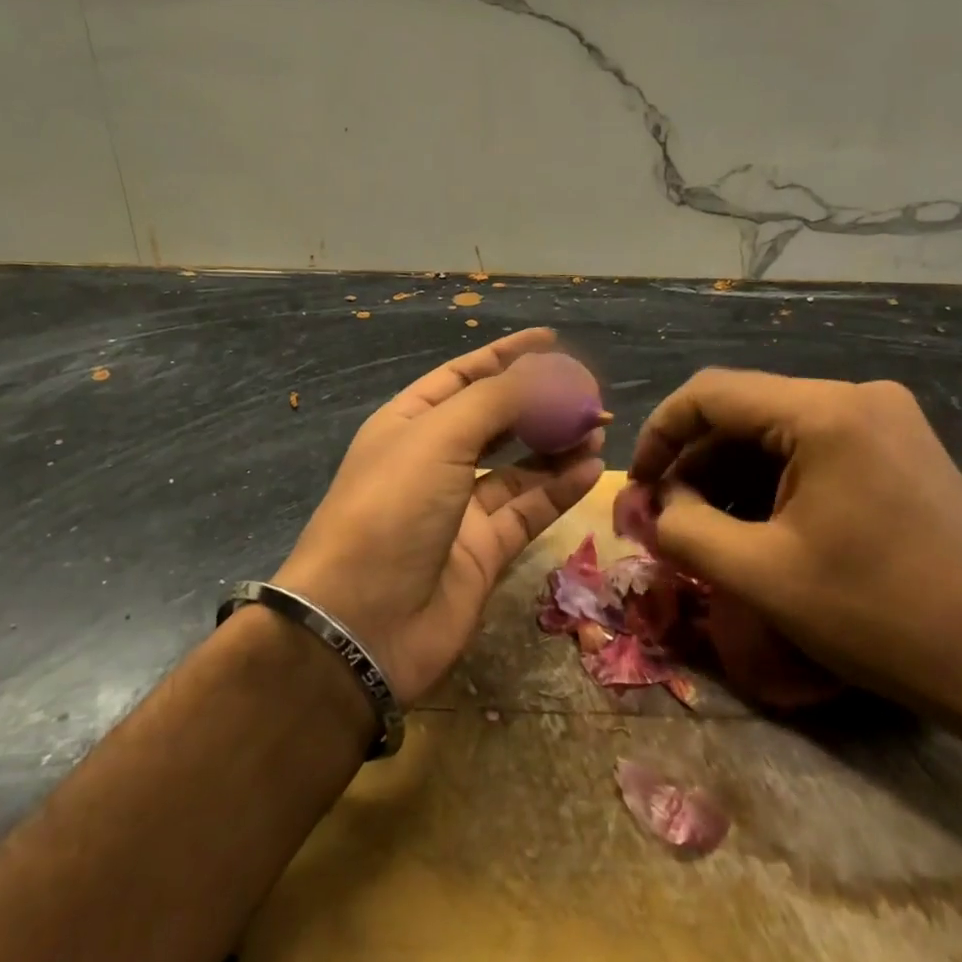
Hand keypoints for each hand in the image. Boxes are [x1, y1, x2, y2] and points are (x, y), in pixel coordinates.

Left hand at [274, 328, 604, 704]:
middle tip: (588, 392)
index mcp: (409, 424)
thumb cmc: (391, 509)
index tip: (550, 340)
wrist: (363, 621)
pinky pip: (529, 509)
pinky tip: (591, 468)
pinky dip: (559, 488)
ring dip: (557, 444)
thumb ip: (497, 400)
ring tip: (598, 426)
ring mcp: (460, 508)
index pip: (463, 376)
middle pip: (496, 420)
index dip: (505, 356)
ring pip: (519, 466)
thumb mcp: (439, 438)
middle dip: (540, 402)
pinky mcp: (484, 550)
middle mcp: (434, 461)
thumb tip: (547, 371)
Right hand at [629, 370, 961, 717]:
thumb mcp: (759, 575)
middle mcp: (859, 396)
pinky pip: (813, 448)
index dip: (658, 434)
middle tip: (666, 518)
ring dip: (730, 476)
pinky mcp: (900, 448)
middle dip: (694, 463)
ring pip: (776, 432)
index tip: (636, 487)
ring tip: (706, 529)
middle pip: (744, 411)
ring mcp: (886, 420)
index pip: (710, 394)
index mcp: (826, 411)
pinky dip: (772, 481)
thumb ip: (684, 530)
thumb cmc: (878, 616)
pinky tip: (757, 525)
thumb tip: (654, 506)